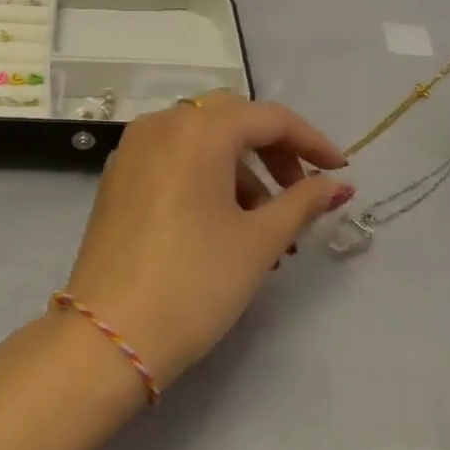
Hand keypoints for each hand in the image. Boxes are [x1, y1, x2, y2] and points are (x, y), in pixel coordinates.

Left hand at [60, 93, 352, 388]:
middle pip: (230, 119)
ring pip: (200, 139)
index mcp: (196, 130)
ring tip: (267, 226)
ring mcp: (133, 148)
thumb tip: (338, 184)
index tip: (340, 171)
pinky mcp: (118, 176)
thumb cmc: (194, 282)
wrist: (110, 332)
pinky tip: (224, 223)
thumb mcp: (258, 241)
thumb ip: (302, 203)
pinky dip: (206, 175)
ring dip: (240, 168)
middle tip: (300, 192)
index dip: (310, 141)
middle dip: (272, 150)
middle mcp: (160, 124)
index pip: (267, 117)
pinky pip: (173, 158)